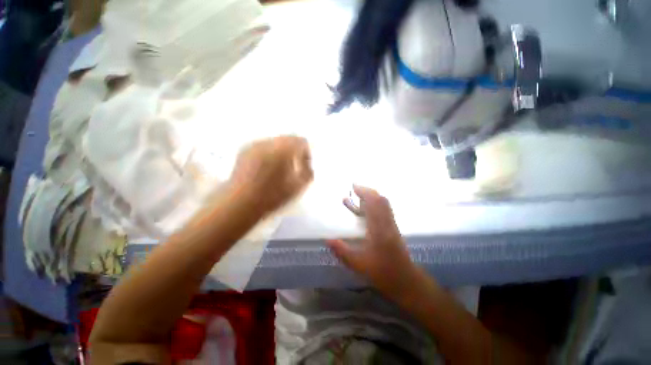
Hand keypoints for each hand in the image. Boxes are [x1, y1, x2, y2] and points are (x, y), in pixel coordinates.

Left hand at [230, 135, 312, 215]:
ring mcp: (254, 145)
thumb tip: (308, 165)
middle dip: (294, 152)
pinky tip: (266, 169)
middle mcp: (269, 142)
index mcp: (283, 149)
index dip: (307, 153)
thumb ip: (308, 173)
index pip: (301, 142)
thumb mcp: (298, 187)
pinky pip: (263, 147)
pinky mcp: (244, 150)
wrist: (240, 204)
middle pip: (288, 139)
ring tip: (279, 169)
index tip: (305, 167)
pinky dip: (270, 154)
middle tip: (294, 168)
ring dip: (282, 152)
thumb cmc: (272, 196)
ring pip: (275, 142)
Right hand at [327, 186, 415, 297]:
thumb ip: (342, 251)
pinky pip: (385, 210)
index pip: (375, 204)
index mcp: (380, 230)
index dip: (364, 192)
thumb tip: (327, 240)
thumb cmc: (384, 274)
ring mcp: (392, 225)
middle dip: (368, 191)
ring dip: (372, 197)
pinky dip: (375, 204)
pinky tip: (366, 210)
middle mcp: (388, 223)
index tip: (353, 187)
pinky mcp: (394, 228)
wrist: (407, 282)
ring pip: (384, 204)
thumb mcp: (359, 265)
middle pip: (381, 200)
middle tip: (354, 189)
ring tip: (358, 197)